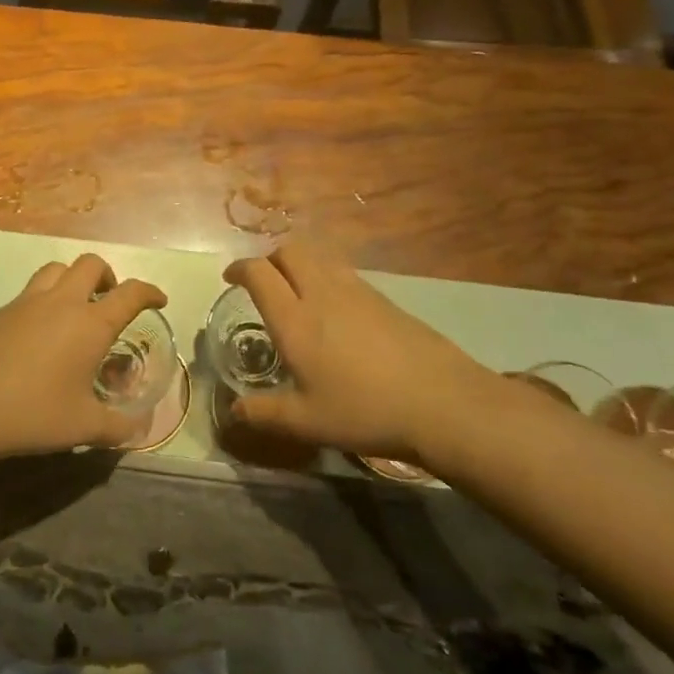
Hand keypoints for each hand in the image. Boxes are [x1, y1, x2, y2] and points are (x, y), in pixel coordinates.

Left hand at [0, 254, 166, 461]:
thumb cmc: (30, 414)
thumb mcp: (82, 427)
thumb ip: (117, 428)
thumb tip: (139, 430)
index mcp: (89, 324)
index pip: (130, 293)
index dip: (149, 292)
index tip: (158, 300)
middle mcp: (60, 303)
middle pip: (90, 265)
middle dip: (108, 276)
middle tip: (109, 302)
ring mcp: (25, 303)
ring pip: (56, 269)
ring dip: (73, 279)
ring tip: (75, 310)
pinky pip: (29, 291)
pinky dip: (44, 300)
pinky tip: (38, 335)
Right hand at [223, 242, 500, 462]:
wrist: (443, 403)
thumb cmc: (364, 411)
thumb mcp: (305, 422)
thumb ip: (263, 413)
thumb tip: (233, 410)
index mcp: (295, 320)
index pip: (259, 273)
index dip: (239, 269)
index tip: (230, 278)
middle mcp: (322, 294)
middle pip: (290, 251)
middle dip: (269, 258)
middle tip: (263, 283)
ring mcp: (358, 292)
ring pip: (320, 257)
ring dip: (300, 265)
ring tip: (297, 293)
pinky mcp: (385, 299)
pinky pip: (344, 273)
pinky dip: (326, 277)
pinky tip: (335, 312)